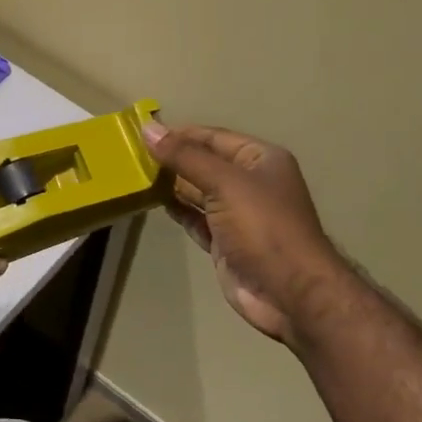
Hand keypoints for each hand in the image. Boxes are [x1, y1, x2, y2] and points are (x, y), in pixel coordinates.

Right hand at [143, 121, 344, 346]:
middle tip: (132, 155)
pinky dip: (178, 211)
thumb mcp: (224, 183)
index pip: (214, 137)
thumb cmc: (263, 227)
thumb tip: (148, 129)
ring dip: (172, 184)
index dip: (180, 133)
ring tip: (136, 175)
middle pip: (205, 163)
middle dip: (173, 159)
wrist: (289, 292)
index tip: (143, 133)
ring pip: (198, 192)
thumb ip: (185, 156)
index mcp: (260, 159)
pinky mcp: (225, 242)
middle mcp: (251, 183)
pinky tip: (154, 202)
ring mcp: (238, 214)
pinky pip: (196, 218)